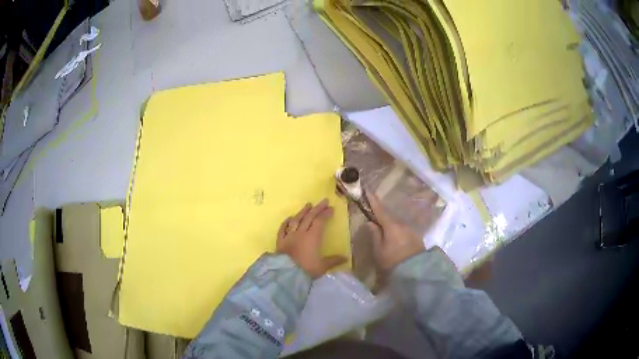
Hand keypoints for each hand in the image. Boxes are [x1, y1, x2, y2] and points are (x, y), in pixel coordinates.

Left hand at [276, 199, 347, 278]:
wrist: (286, 274)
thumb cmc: (306, 269)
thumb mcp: (322, 266)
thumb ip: (333, 261)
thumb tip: (346, 258)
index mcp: (312, 237)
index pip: (320, 222)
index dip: (325, 214)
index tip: (331, 208)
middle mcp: (300, 233)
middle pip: (309, 218)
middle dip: (317, 209)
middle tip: (323, 201)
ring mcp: (289, 236)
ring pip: (296, 220)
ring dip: (302, 212)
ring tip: (308, 205)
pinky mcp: (280, 242)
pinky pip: (283, 229)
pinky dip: (286, 222)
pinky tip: (289, 218)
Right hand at [366, 192, 425, 270]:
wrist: (415, 272)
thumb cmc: (392, 261)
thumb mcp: (379, 250)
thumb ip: (375, 235)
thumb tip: (371, 222)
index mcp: (391, 226)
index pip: (380, 210)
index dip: (373, 201)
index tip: (368, 191)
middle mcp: (403, 225)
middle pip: (389, 218)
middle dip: (382, 216)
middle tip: (373, 216)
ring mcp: (411, 231)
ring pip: (397, 225)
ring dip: (390, 226)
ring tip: (384, 233)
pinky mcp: (416, 238)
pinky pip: (403, 232)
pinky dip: (397, 233)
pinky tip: (395, 240)